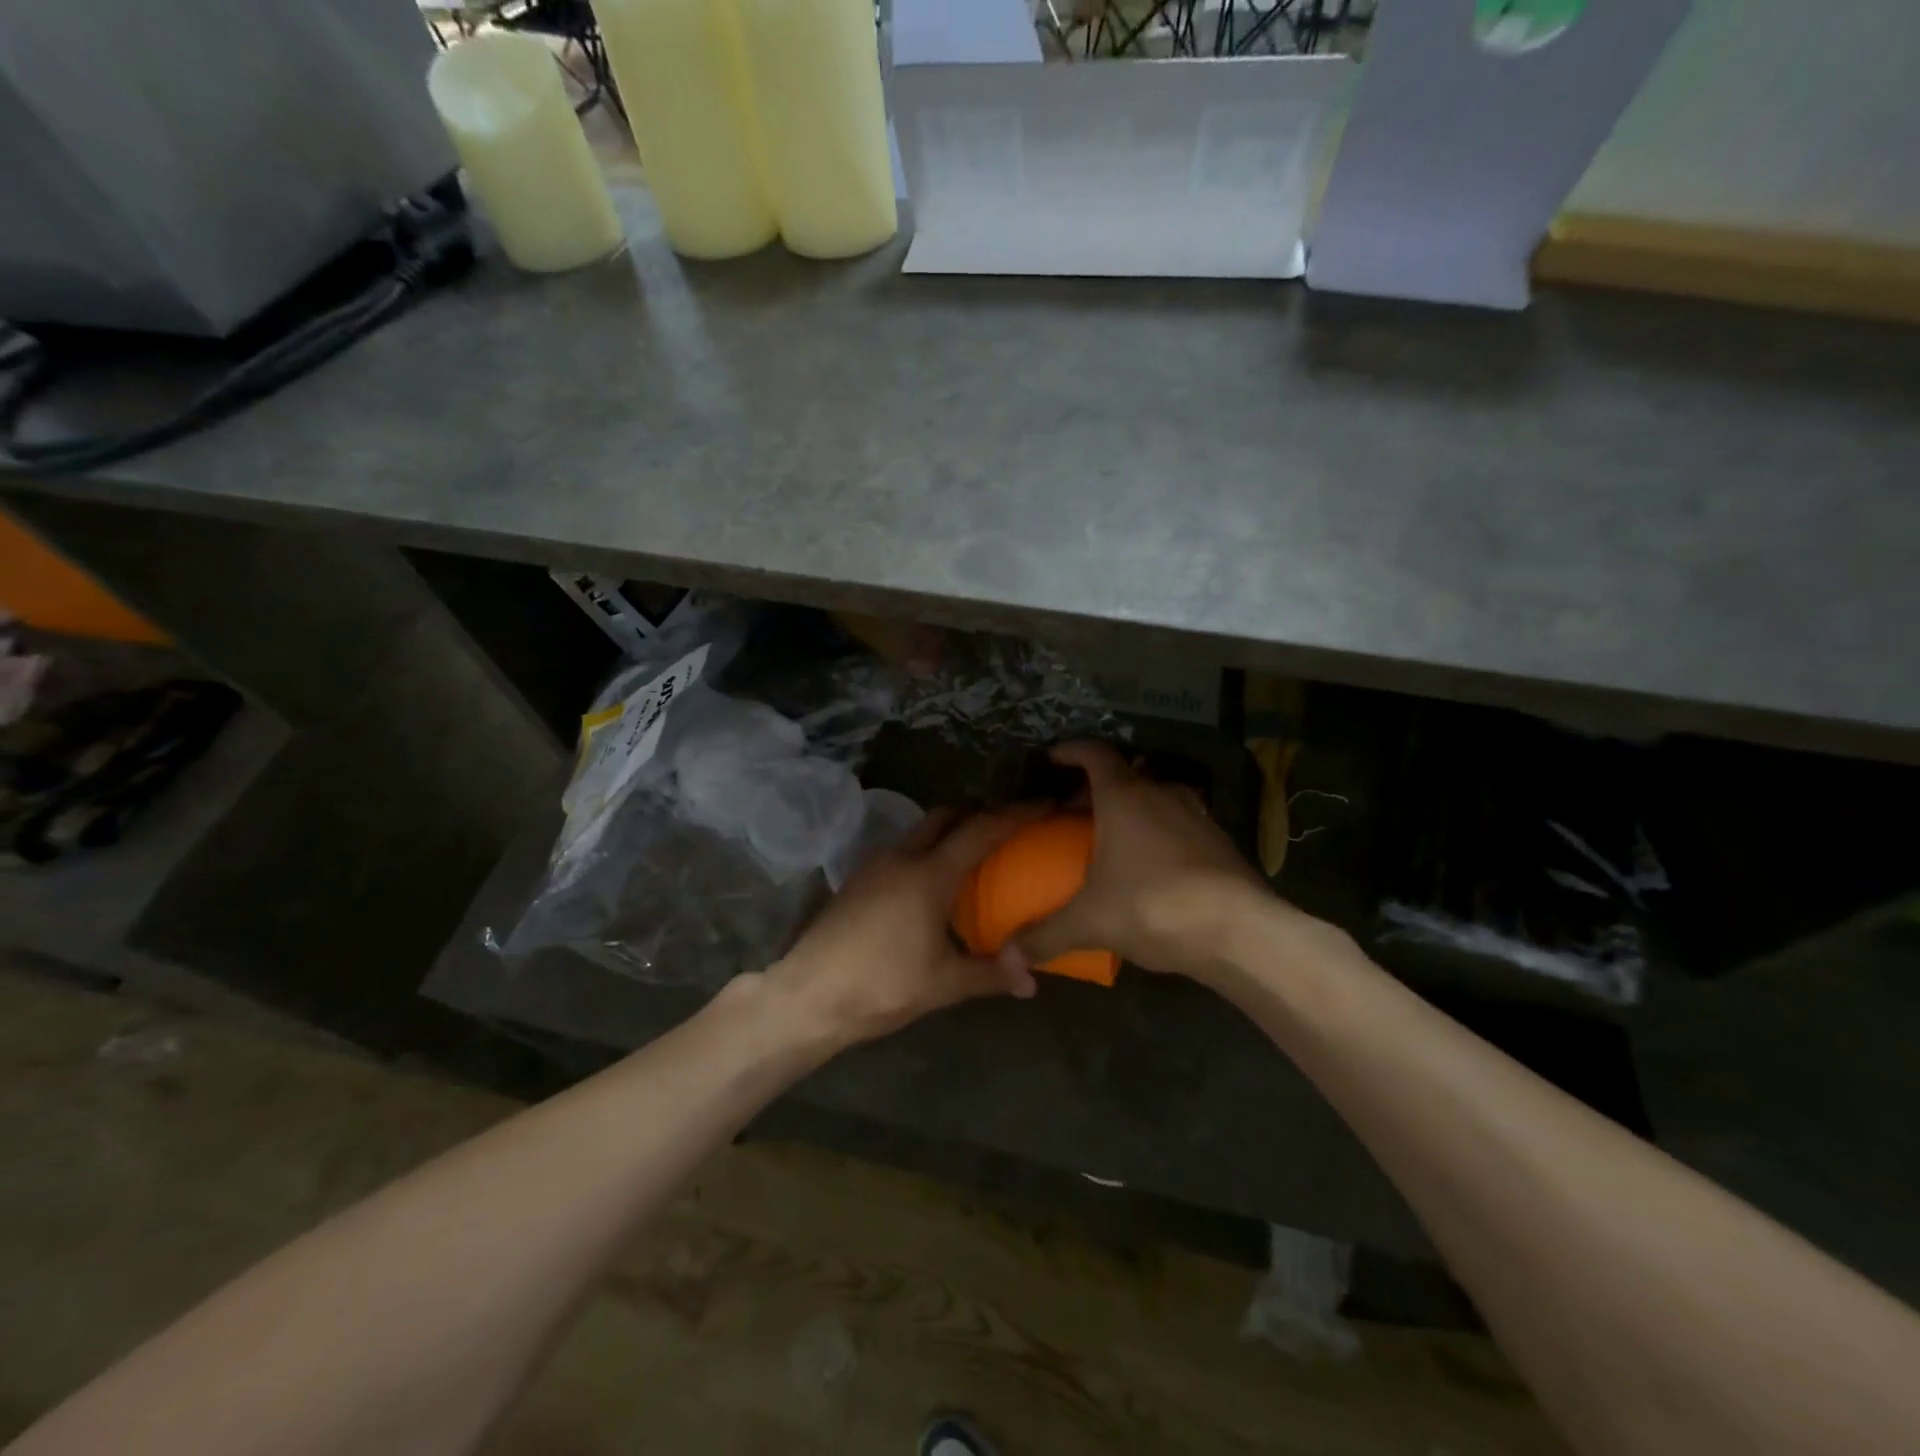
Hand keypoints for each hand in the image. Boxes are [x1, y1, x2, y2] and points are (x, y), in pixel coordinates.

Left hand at [766, 805, 1045, 1046]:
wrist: (808, 995)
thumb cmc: (882, 985)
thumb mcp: (944, 984)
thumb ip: (991, 975)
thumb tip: (1032, 981)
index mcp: (930, 875)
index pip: (982, 830)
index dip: (1016, 814)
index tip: (1043, 804)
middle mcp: (902, 857)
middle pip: (946, 816)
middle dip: (978, 813)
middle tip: (1007, 827)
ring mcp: (874, 865)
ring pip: (920, 832)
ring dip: (948, 832)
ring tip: (972, 856)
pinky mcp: (856, 880)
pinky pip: (901, 851)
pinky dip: (925, 852)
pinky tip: (930, 885)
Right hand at [1011, 742, 1271, 981]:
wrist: (1241, 932)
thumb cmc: (1155, 908)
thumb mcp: (1090, 922)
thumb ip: (1044, 936)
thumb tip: (1005, 956)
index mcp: (1125, 797)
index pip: (1095, 754)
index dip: (1071, 751)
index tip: (1052, 758)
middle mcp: (1161, 794)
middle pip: (1124, 775)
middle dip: (1095, 787)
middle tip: (1072, 810)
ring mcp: (1195, 814)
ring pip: (1154, 796)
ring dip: (1130, 807)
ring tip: (1111, 835)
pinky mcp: (1218, 839)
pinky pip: (1178, 821)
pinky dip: (1158, 829)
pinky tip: (1151, 863)